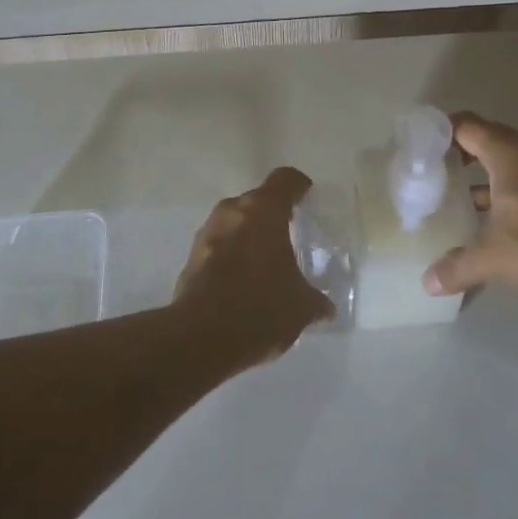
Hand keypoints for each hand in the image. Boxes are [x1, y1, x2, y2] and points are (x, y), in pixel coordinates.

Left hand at [175, 167, 334, 366]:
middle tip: (288, 235)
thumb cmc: (261, 307)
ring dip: (248, 235)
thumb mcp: (301, 307)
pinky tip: (242, 281)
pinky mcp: (191, 257)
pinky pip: (218, 245)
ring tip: (265, 261)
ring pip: (234, 222)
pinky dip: (231, 255)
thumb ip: (316, 300)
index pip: (284, 180)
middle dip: (272, 215)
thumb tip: (326, 308)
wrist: (201, 338)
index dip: (298, 186)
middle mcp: (233, 211)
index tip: (307, 195)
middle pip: (256, 200)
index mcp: (264, 210)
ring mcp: (208, 232)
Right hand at [422, 112, 517, 310]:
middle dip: (455, 154)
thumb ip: (457, 266)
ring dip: (479, 176)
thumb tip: (428, 282)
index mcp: (510, 155)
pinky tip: (486, 221)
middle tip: (428, 173)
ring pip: (504, 163)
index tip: (417, 149)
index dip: (440, 132)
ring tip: (450, 197)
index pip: (467, 126)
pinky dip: (500, 192)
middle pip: (485, 140)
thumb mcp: (495, 259)